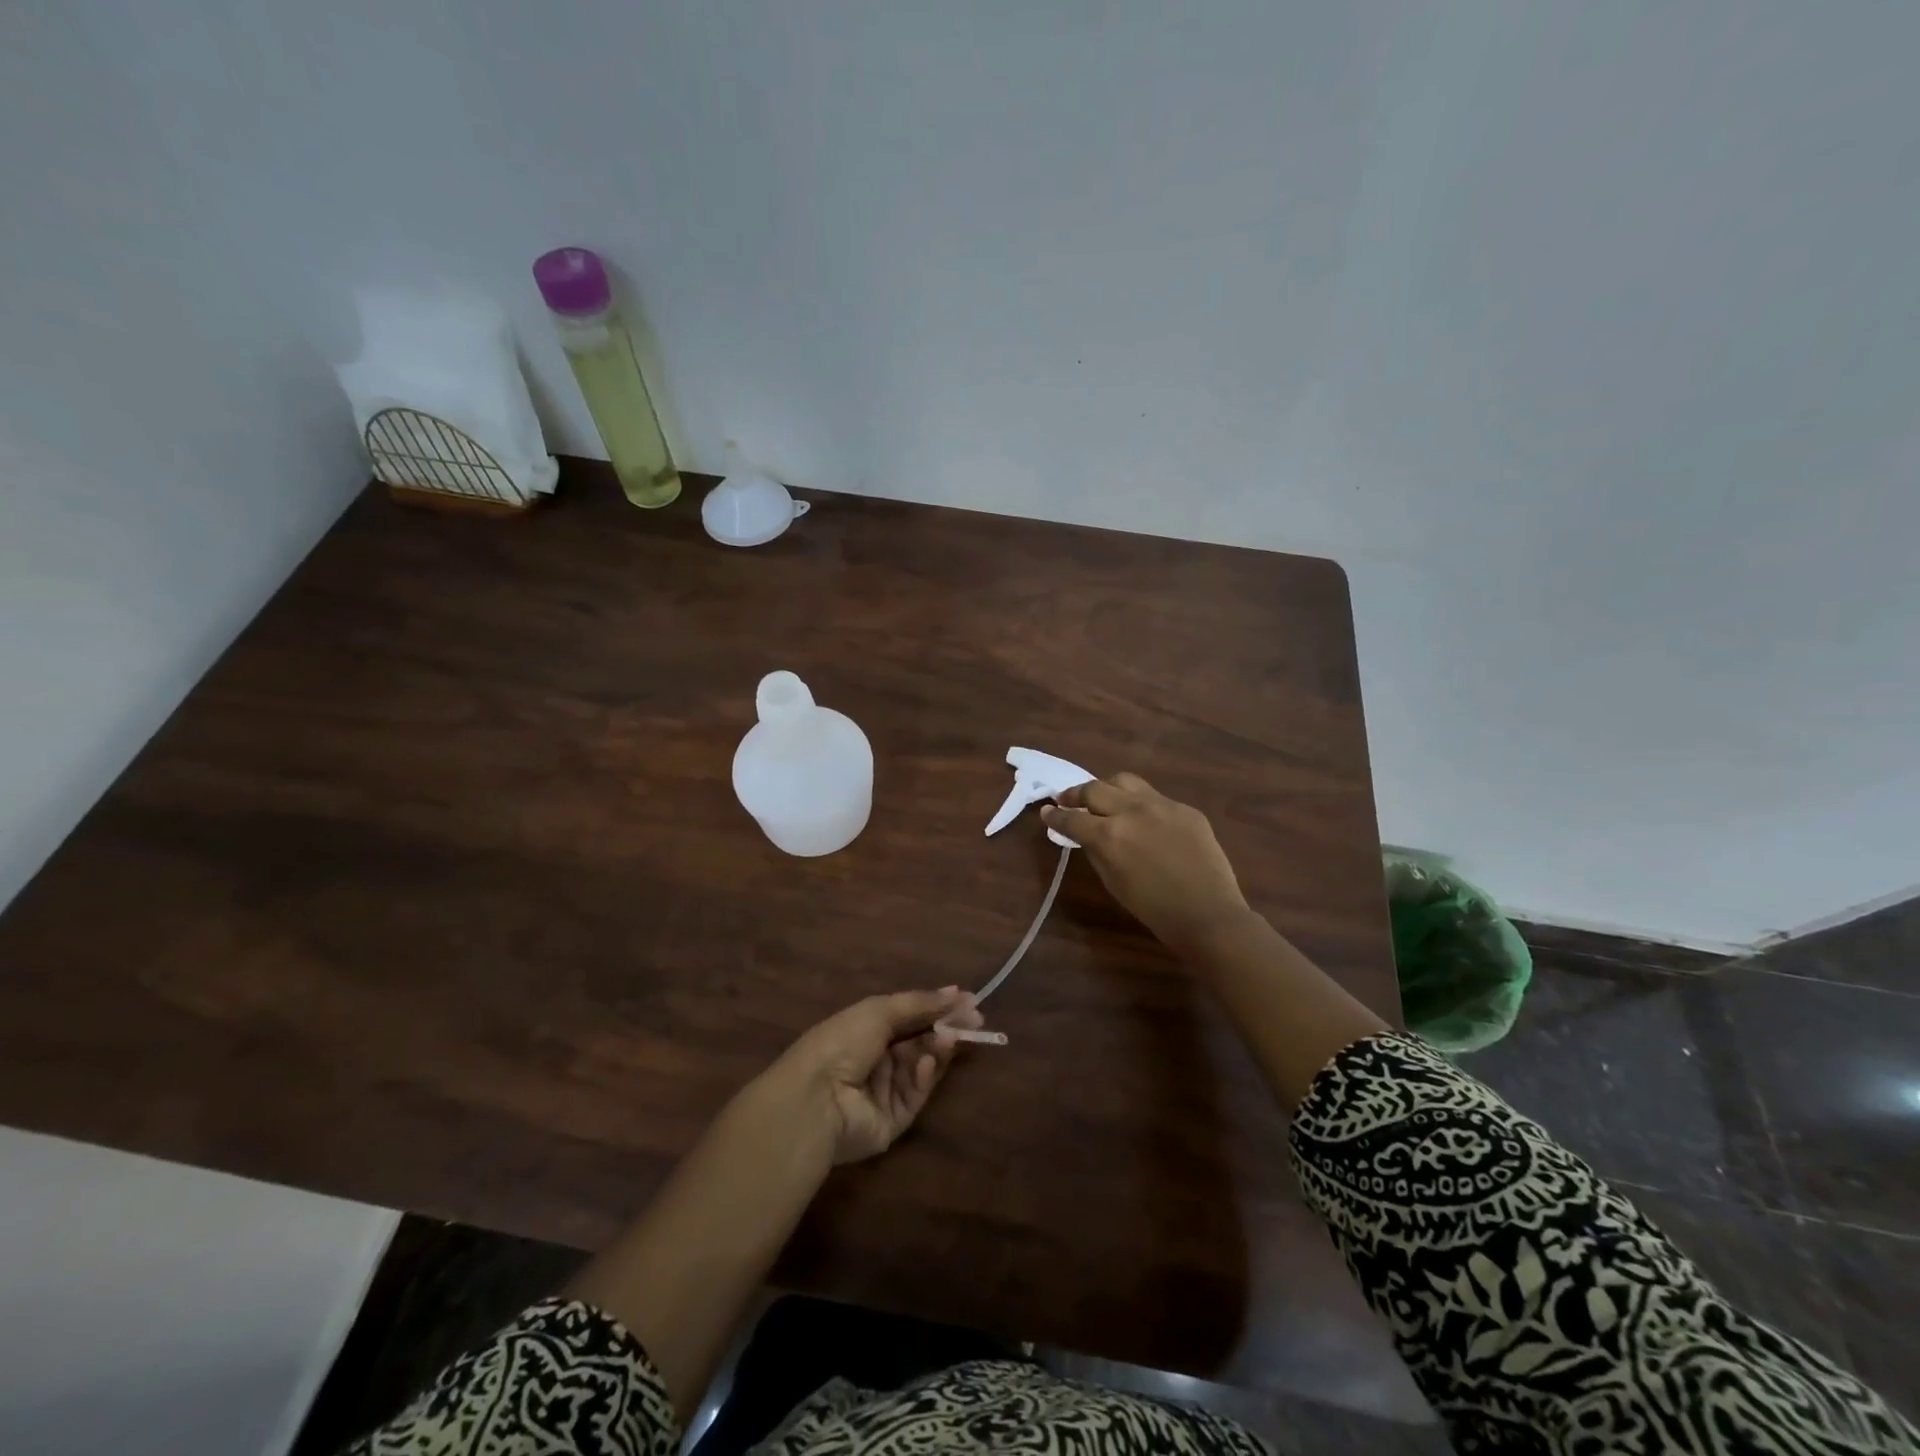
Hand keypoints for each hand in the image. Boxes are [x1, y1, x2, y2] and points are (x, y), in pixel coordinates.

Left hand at [766, 988, 984, 1164]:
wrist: (816, 1099)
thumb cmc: (842, 1042)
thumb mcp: (879, 1011)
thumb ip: (920, 1003)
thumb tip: (957, 992)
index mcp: (864, 1030)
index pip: (908, 1017)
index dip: (937, 1008)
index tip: (968, 1001)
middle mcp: (874, 1060)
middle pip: (918, 1042)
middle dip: (944, 1029)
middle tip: (974, 1021)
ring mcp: (883, 1092)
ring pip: (921, 1068)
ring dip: (937, 1050)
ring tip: (951, 1038)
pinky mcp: (892, 1122)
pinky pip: (915, 1095)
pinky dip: (924, 1078)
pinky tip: (928, 1063)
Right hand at [1042, 774, 1249, 950]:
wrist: (1208, 914)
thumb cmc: (1154, 909)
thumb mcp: (1113, 882)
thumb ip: (1096, 851)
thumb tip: (1086, 835)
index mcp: (1109, 835)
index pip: (1072, 818)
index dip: (1055, 815)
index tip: (1046, 812)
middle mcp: (1132, 811)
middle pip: (1094, 788)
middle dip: (1075, 793)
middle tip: (1067, 799)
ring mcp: (1161, 805)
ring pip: (1125, 781)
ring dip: (1107, 787)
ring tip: (1103, 797)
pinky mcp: (1185, 808)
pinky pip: (1154, 797)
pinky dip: (1139, 803)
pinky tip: (1142, 818)